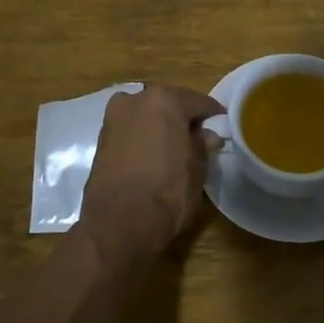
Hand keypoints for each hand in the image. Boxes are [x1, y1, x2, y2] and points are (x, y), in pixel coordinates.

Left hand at [80, 84, 225, 257]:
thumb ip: (202, 145)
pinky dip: (142, 138)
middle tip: (198, 137)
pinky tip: (152, 156)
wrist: (119, 222)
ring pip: (145, 116)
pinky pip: (130, 132)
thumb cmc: (167, 190)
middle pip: (167, 104)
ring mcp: (113, 119)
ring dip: (159, 127)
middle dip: (182, 118)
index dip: (213, 114)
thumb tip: (205, 136)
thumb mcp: (197, 168)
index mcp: (163, 100)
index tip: (223, 125)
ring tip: (174, 148)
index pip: (198, 101)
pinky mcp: (100, 140)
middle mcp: (134, 100)